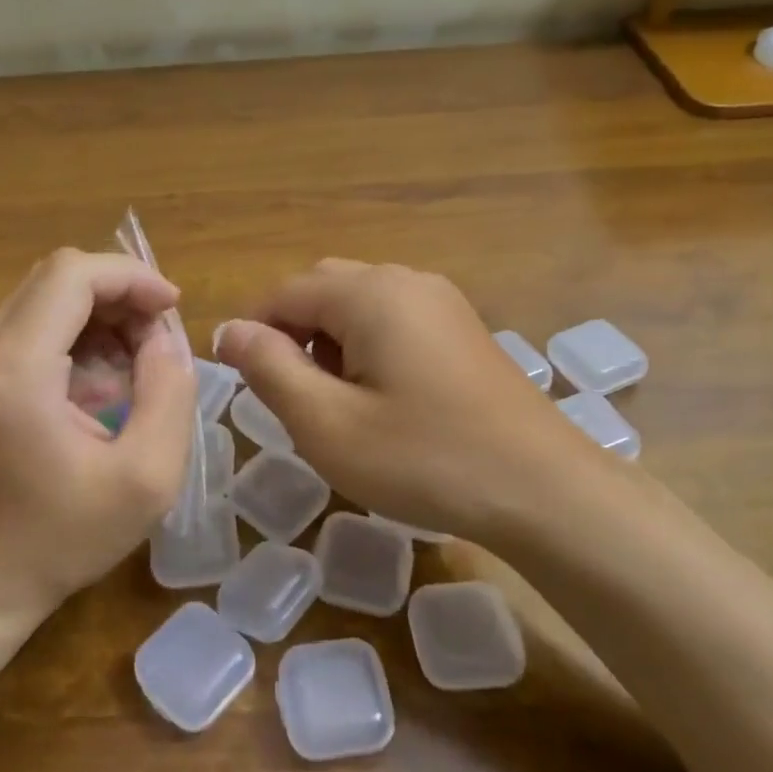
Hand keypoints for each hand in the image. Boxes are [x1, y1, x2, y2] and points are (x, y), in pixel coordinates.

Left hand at [0, 249, 196, 620]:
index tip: (173, 309)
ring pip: (46, 295)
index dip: (132, 277)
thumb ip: (169, 393)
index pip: (73, 274)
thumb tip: (163, 337)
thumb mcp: (145, 478)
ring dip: (101, 314)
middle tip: (159, 342)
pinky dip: (77, 333)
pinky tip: (101, 380)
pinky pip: (32, 322)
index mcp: (15, 368)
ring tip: (137, 364)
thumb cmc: (60, 538)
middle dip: (120, 294)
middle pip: (59, 276)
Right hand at [215, 260, 603, 543]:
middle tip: (288, 396)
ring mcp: (442, 302)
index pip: (284, 292)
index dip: (252, 331)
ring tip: (332, 403)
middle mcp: (406, 280)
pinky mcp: (462, 330)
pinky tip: (379, 400)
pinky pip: (394, 322)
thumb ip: (269, 368)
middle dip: (292, 334)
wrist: (543, 490)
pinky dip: (366, 348)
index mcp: (369, 293)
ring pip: (359, 305)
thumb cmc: (424, 459)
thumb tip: (229, 330)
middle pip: (322, 289)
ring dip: (329, 342)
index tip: (238, 380)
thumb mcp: (327, 423)